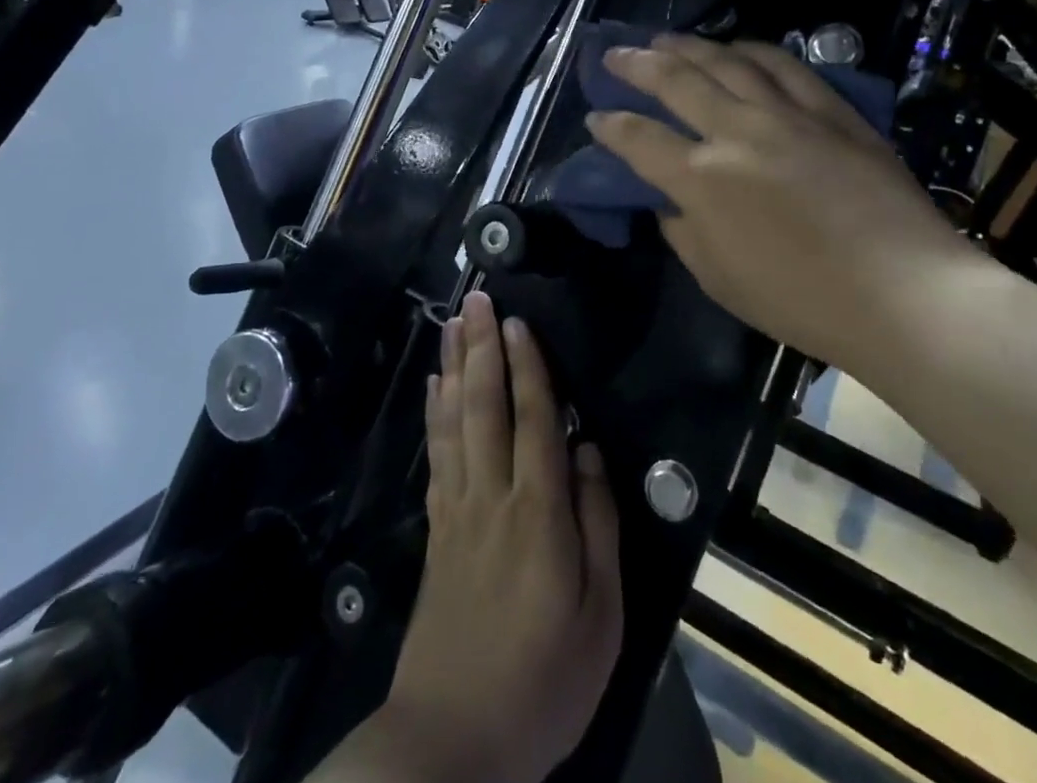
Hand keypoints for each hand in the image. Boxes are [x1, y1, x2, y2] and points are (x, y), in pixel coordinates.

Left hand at [380, 291, 622, 782]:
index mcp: (539, 514)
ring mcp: (457, 511)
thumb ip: (599, 526)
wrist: (452, 743)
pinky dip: (435, 413)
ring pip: (455, 421)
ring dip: (455, 366)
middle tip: (477, 298)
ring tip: (453, 323)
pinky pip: (435, 455)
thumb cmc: (543, 682)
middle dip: (483, 347)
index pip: (534, 420)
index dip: (527, 367)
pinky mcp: (435, 531)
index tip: (518, 321)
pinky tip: (435, 386)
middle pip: (485, 406)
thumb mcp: (601, 618)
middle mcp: (492, 496)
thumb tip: (591, 452)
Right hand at [586, 35, 970, 365]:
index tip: (595, 117)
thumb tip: (670, 201)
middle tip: (614, 55)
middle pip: (676, 81)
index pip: (639, 139)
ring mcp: (788, 114)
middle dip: (636, 64)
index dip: (610, 125)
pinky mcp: (832, 110)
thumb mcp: (720, 279)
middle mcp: (737, 131)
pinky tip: (738, 47)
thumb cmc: (802, 301)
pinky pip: (785, 66)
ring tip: (665, 39)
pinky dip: (754, 50)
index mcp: (702, 179)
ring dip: (689, 46)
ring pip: (727, 61)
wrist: (903, 293)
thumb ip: (683, 232)